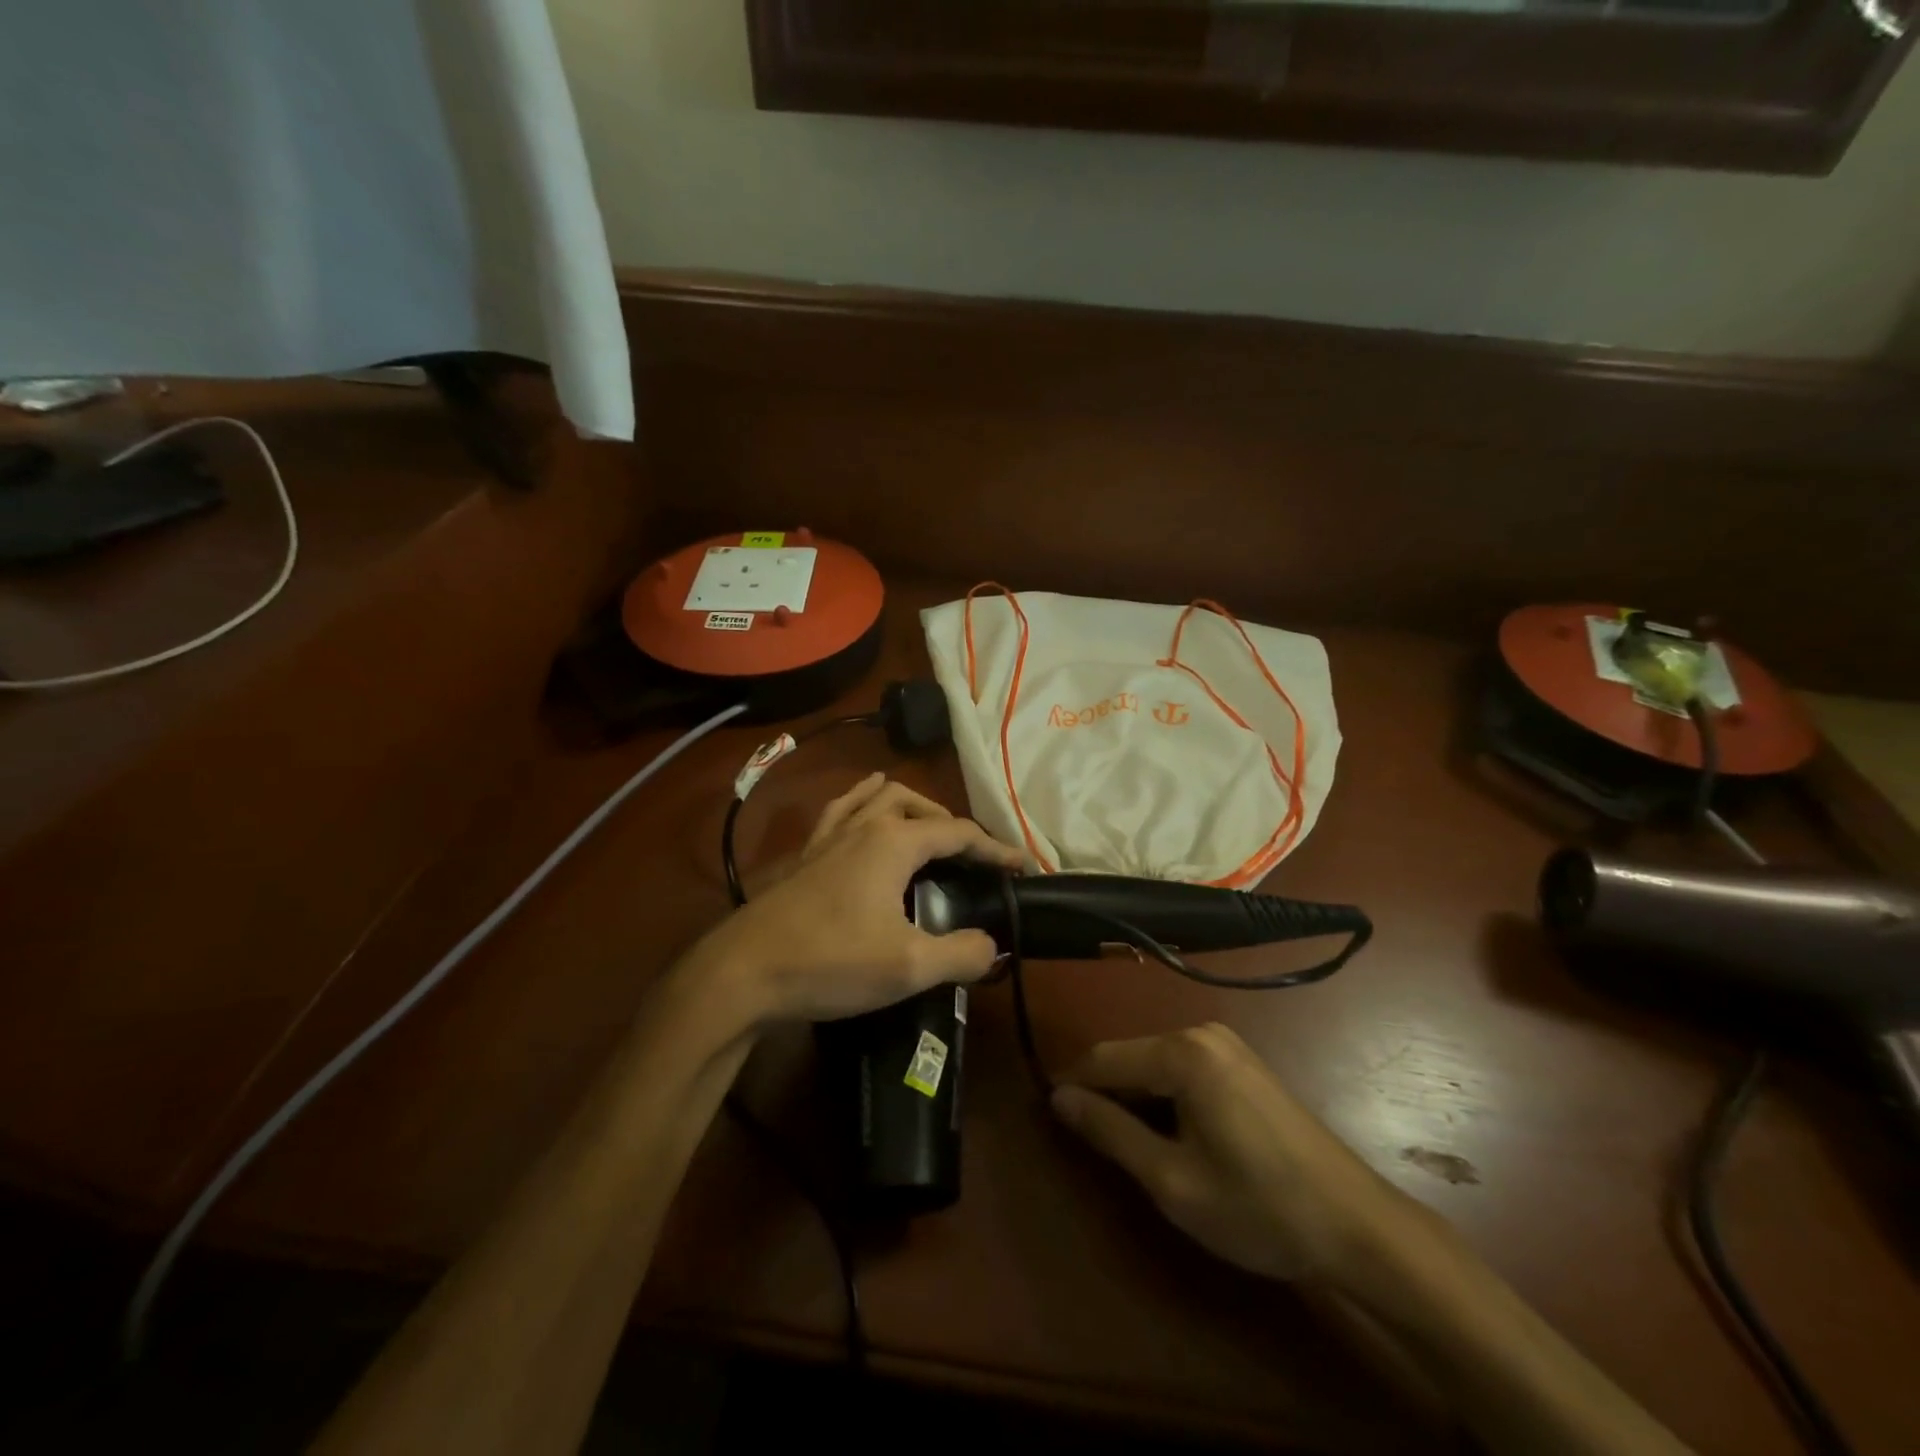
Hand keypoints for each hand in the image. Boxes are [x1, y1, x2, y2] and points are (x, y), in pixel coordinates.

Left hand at [696, 774, 1023, 1024]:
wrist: (744, 972)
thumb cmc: (830, 963)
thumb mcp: (908, 967)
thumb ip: (961, 954)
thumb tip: (992, 946)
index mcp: (894, 842)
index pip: (959, 833)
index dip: (995, 849)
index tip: (1021, 867)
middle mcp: (864, 826)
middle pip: (919, 804)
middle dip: (952, 824)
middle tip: (971, 860)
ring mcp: (830, 837)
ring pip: (878, 797)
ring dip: (911, 807)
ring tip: (927, 832)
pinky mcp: (807, 854)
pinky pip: (841, 811)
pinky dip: (864, 805)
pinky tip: (866, 819)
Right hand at [1052, 1023, 1423, 1286]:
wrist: (1356, 1225)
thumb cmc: (1257, 1206)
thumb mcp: (1172, 1180)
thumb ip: (1110, 1132)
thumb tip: (1057, 1098)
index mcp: (1182, 1052)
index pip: (1103, 1059)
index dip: (1071, 1087)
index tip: (1049, 1119)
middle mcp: (1200, 1032)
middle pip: (1129, 1056)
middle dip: (1104, 1093)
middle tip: (1091, 1144)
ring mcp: (1226, 1044)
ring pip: (1154, 1062)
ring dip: (1134, 1096)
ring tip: (1128, 1144)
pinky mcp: (1243, 1062)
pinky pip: (1183, 1067)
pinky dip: (1164, 1095)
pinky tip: (1171, 1134)